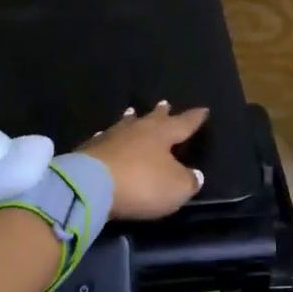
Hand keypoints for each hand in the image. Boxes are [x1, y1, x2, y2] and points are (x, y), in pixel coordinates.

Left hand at [80, 102, 208, 220]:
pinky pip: (105, 138)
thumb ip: (189, 181)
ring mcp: (111, 137)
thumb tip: (195, 175)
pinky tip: (105, 136)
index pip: (183, 123)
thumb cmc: (141, 184)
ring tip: (133, 112)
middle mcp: (138, 130)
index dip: (194, 118)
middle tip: (165, 103)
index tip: (203, 109)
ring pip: (126, 124)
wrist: (89, 185)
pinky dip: (110, 137)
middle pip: (153, 118)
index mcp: (162, 135)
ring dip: (132, 119)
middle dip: (162, 113)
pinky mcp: (89, 149)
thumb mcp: (176, 188)